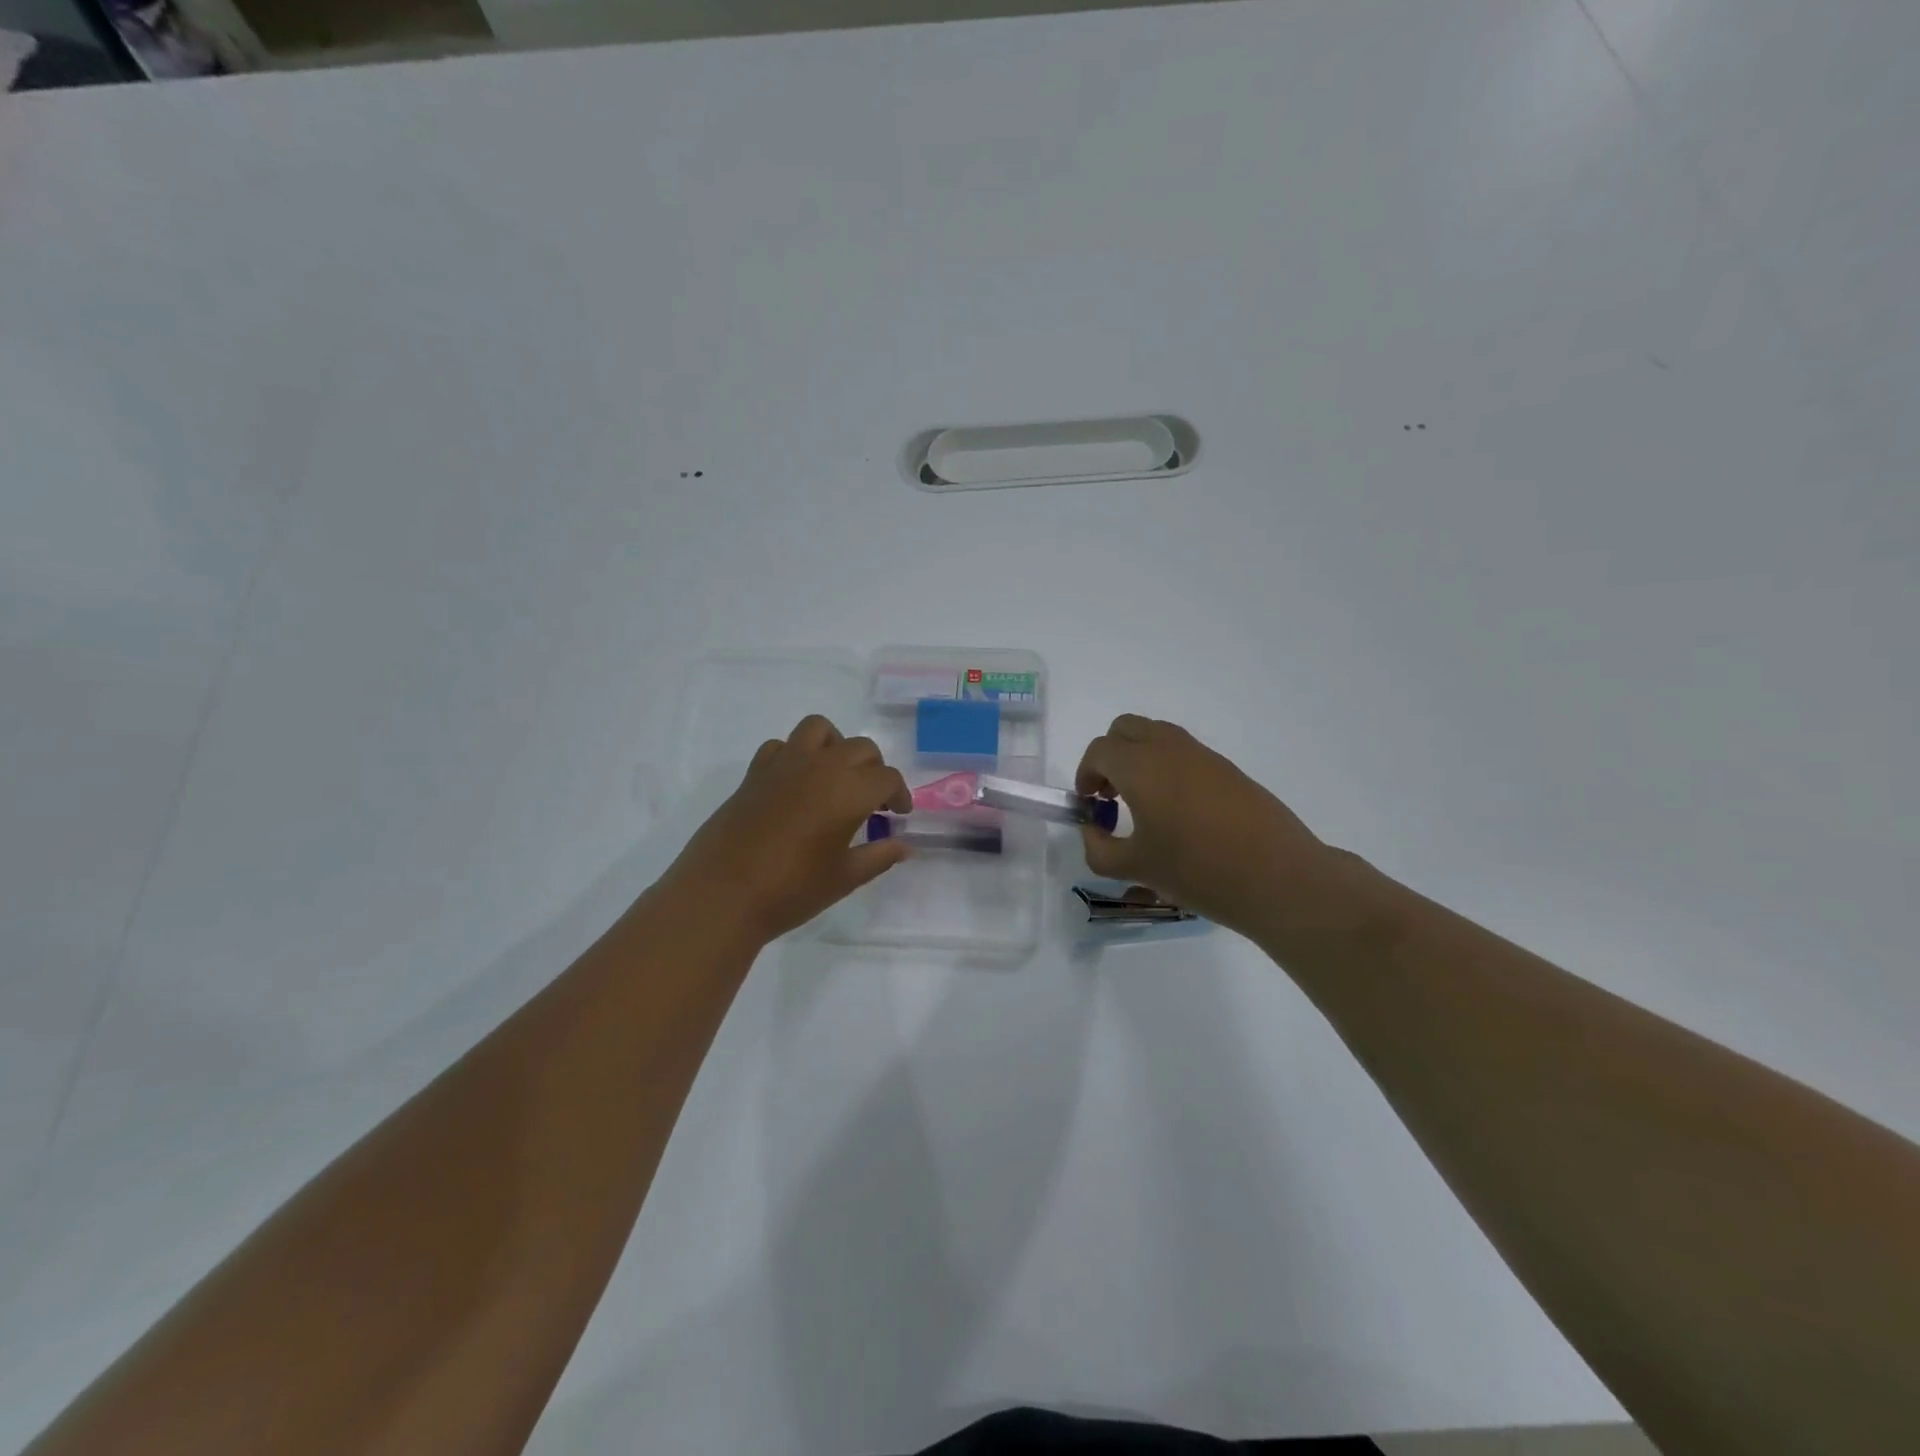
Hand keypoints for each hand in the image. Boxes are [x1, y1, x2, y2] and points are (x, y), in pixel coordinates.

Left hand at [662, 715, 912, 943]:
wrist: (722, 896)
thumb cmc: (791, 890)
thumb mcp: (844, 878)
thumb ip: (879, 857)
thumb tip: (904, 847)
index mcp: (849, 791)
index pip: (887, 777)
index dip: (899, 794)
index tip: (899, 815)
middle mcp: (821, 767)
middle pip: (860, 748)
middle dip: (874, 770)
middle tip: (873, 801)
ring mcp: (784, 765)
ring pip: (819, 730)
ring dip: (836, 746)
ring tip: (836, 776)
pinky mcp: (755, 773)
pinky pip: (782, 746)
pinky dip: (796, 755)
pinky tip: (796, 784)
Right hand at [1075, 714, 1341, 936]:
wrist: (1277, 876)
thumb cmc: (1197, 870)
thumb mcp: (1135, 868)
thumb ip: (1099, 849)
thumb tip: (1093, 831)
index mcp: (1140, 766)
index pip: (1099, 751)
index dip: (1085, 775)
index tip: (1090, 806)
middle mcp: (1169, 749)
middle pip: (1126, 729)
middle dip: (1110, 756)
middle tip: (1111, 795)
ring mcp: (1202, 755)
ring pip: (1157, 736)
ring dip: (1139, 758)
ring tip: (1143, 804)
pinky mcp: (1228, 769)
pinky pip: (1184, 753)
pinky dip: (1167, 768)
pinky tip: (1178, 813)